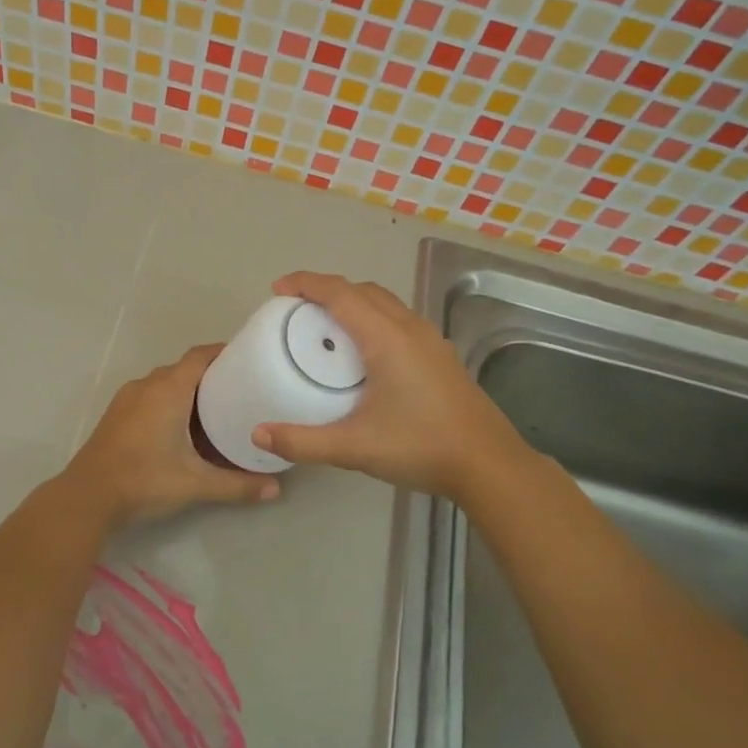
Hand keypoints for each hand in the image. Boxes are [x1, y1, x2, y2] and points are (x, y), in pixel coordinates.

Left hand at [66, 344, 280, 527]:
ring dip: (188, 391)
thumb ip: (237, 485)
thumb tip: (275, 489)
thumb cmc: (144, 480)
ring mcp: (128, 398)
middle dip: (211, 376)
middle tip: (240, 391)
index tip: (249, 359)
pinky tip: (182, 428)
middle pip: (185, 369)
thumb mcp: (195, 484)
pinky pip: (150, 396)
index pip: (200, 355)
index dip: (224, 352)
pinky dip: (169, 402)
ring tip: (216, 410)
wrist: (86, 497)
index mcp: (169, 389)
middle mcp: (148, 385)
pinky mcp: (117, 414)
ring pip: (165, 383)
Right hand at [250, 272, 529, 499]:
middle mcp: (409, 328)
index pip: (340, 293)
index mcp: (387, 338)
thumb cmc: (421, 447)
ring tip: (326, 326)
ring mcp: (430, 340)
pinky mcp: (440, 355)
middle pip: (363, 290)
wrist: (488, 464)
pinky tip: (364, 353)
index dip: (307, 283)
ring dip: (353, 302)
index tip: (279, 288)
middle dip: (327, 290)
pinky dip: (372, 318)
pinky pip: (398, 319)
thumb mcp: (355, 447)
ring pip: (385, 303)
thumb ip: (303, 441)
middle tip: (296, 309)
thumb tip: (258, 434)